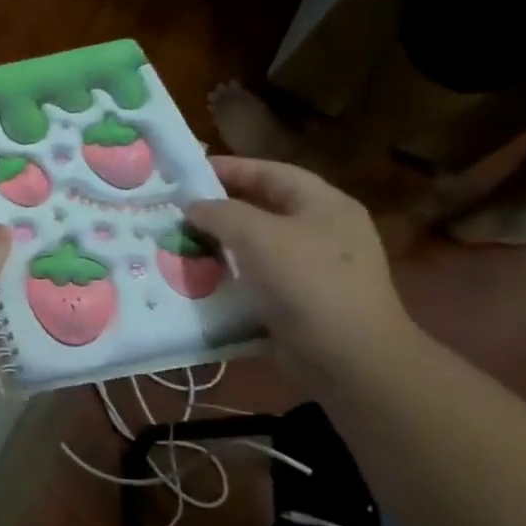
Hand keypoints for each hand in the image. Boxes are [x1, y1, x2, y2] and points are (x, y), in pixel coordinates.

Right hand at [184, 157, 413, 381]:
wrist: (348, 357)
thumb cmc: (307, 283)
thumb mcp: (257, 236)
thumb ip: (220, 213)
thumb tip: (193, 207)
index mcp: (324, 205)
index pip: (272, 173)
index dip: (230, 168)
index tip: (187, 172)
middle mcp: (324, 232)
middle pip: (264, 209)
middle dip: (220, 209)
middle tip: (177, 210)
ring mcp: (315, 269)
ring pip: (258, 247)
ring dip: (220, 245)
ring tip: (181, 244)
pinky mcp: (302, 302)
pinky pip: (258, 280)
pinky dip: (230, 278)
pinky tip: (201, 281)